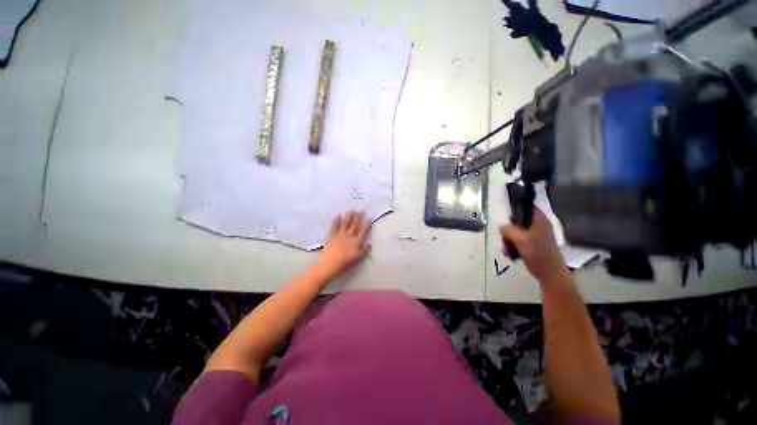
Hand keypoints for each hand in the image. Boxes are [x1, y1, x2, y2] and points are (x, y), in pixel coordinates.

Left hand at [316, 210, 371, 280]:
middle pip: (354, 225)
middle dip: (358, 217)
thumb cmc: (345, 263)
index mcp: (356, 242)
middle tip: (360, 209)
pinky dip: (336, 221)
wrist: (330, 265)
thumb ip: (364, 250)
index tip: (369, 217)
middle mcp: (349, 237)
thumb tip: (370, 243)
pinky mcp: (331, 236)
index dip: (366, 224)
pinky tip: (338, 216)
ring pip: (345, 224)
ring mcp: (340, 235)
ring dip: (348, 217)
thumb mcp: (357, 258)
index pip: (363, 231)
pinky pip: (334, 227)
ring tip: (350, 210)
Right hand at [500, 207, 568, 284]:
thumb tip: (501, 226)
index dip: (517, 209)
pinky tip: (510, 255)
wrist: (549, 273)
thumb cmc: (538, 253)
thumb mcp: (520, 239)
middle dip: (508, 231)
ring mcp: (535, 236)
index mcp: (539, 220)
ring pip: (516, 233)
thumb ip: (509, 229)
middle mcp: (538, 226)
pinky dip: (513, 247)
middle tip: (504, 240)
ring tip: (507, 251)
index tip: (507, 218)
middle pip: (518, 222)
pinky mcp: (532, 246)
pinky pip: (518, 242)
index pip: (528, 207)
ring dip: (508, 241)